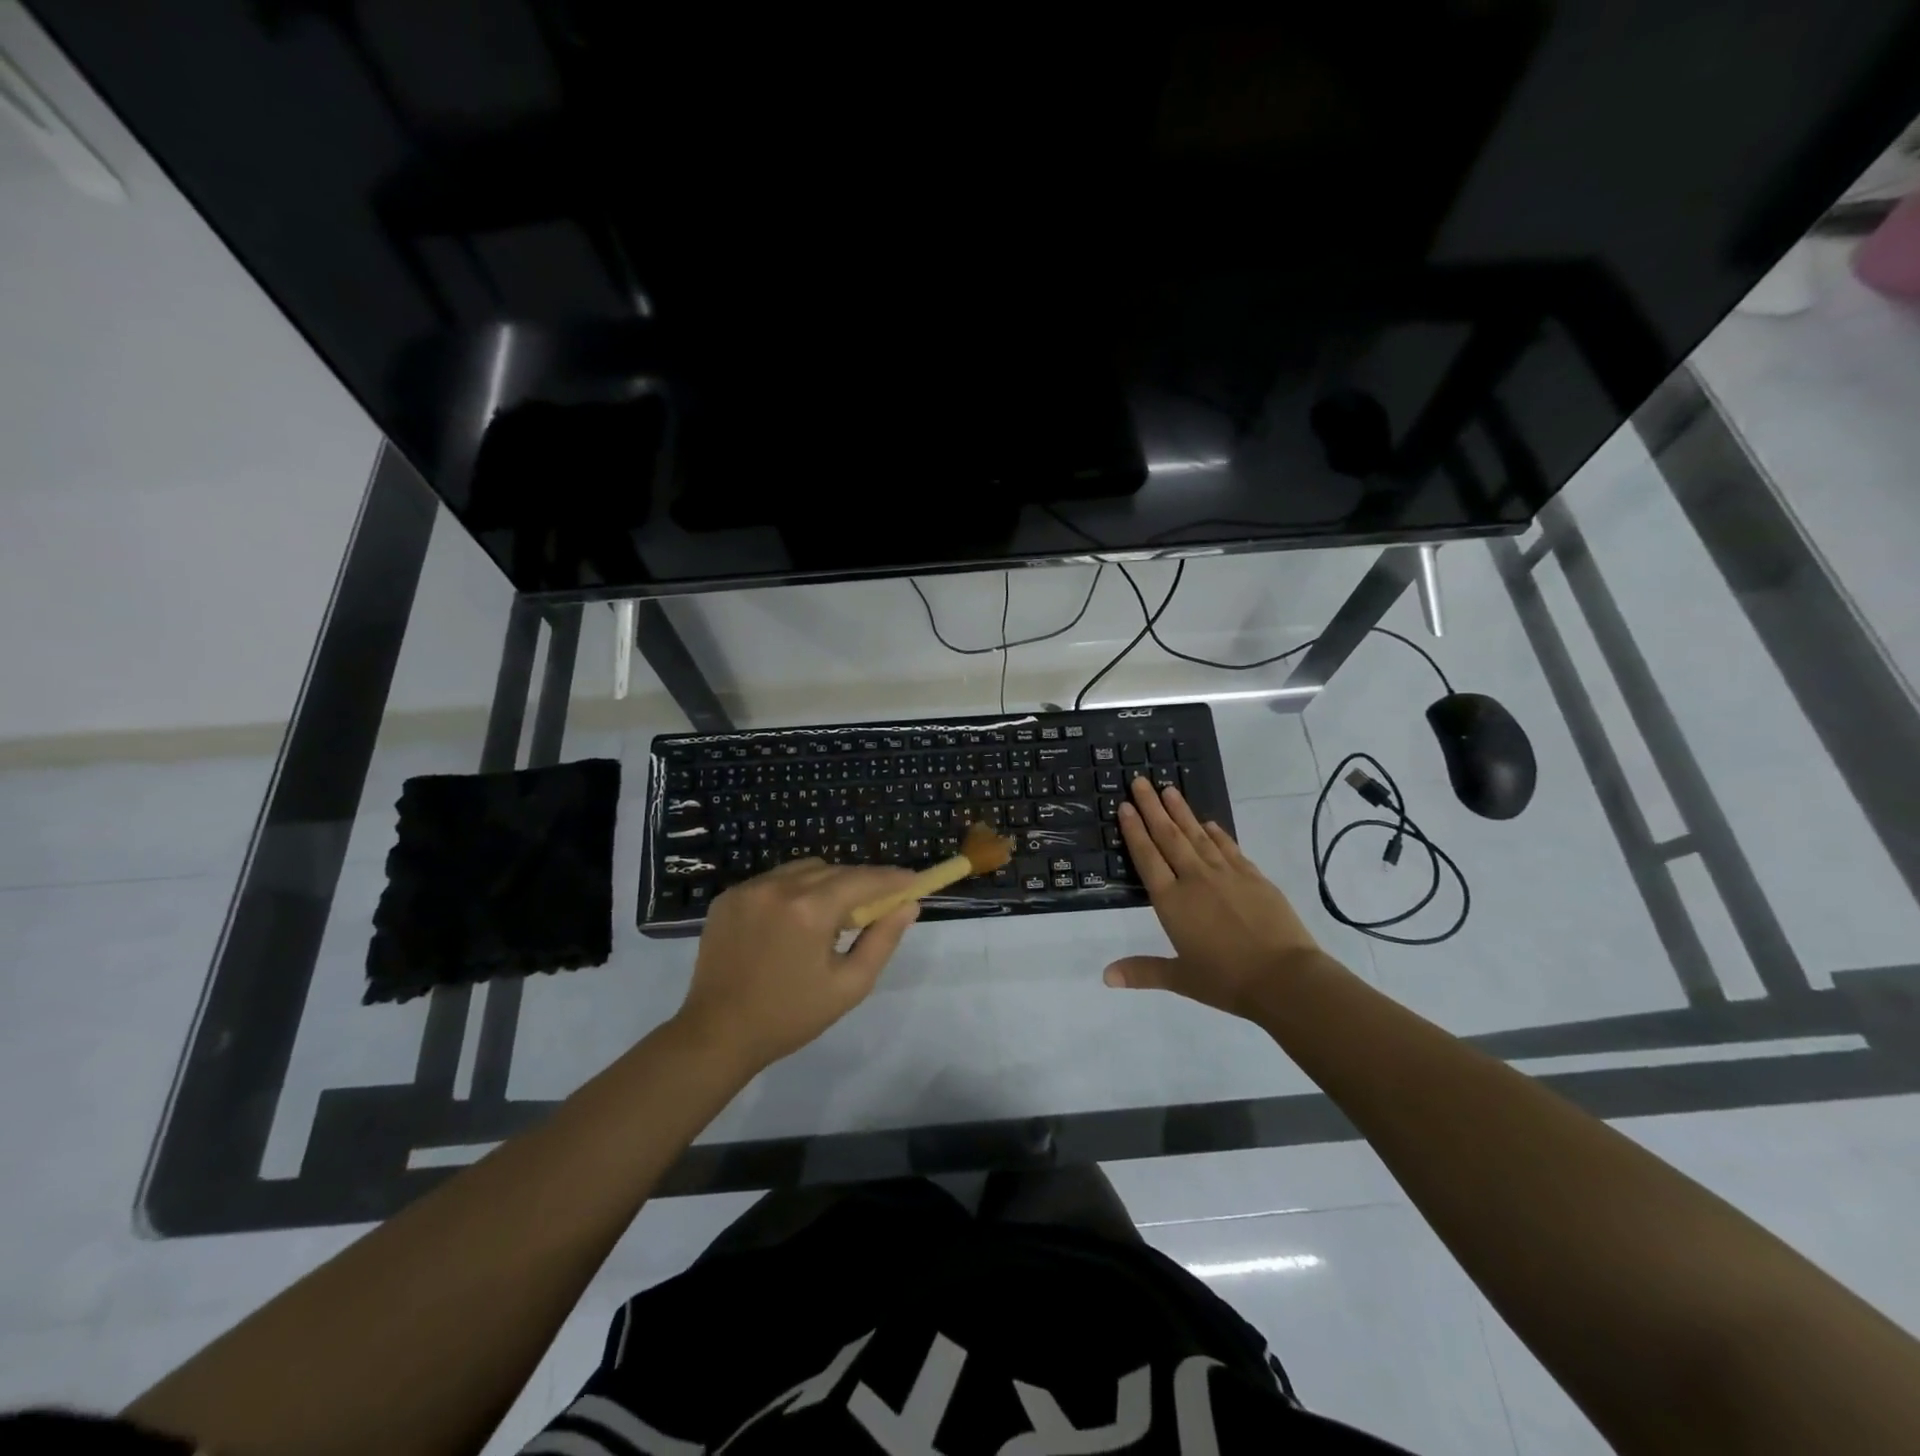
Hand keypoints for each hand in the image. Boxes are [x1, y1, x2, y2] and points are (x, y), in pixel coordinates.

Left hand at [676, 859, 919, 1073]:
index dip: (892, 878)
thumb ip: (882, 940)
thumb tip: (908, 905)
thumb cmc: (790, 1016)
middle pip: (834, 870)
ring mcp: (749, 888)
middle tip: (876, 907)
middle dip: (860, 883)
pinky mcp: (728, 897)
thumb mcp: (849, 985)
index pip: (863, 879)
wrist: (717, 1034)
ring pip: (803, 870)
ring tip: (831, 917)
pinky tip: (794, 920)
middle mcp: (778, 887)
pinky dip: (793, 890)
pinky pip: (774, 880)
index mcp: (810, 910)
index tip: (914, 881)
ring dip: (826, 883)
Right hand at [1105, 776, 1323, 1018]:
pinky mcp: (1253, 877)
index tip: (1126, 805)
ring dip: (1181, 811)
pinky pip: (1229, 847)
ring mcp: (1226, 874)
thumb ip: (1142, 972)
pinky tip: (1208, 822)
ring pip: (1198, 835)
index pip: (1147, 857)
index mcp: (1172, 902)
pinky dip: (1216, 832)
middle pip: (1169, 836)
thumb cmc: (1227, 980)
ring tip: (1169, 789)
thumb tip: (1105, 976)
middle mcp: (1195, 879)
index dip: (1134, 830)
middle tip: (1141, 781)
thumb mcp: (1181, 978)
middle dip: (1153, 807)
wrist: (1285, 978)